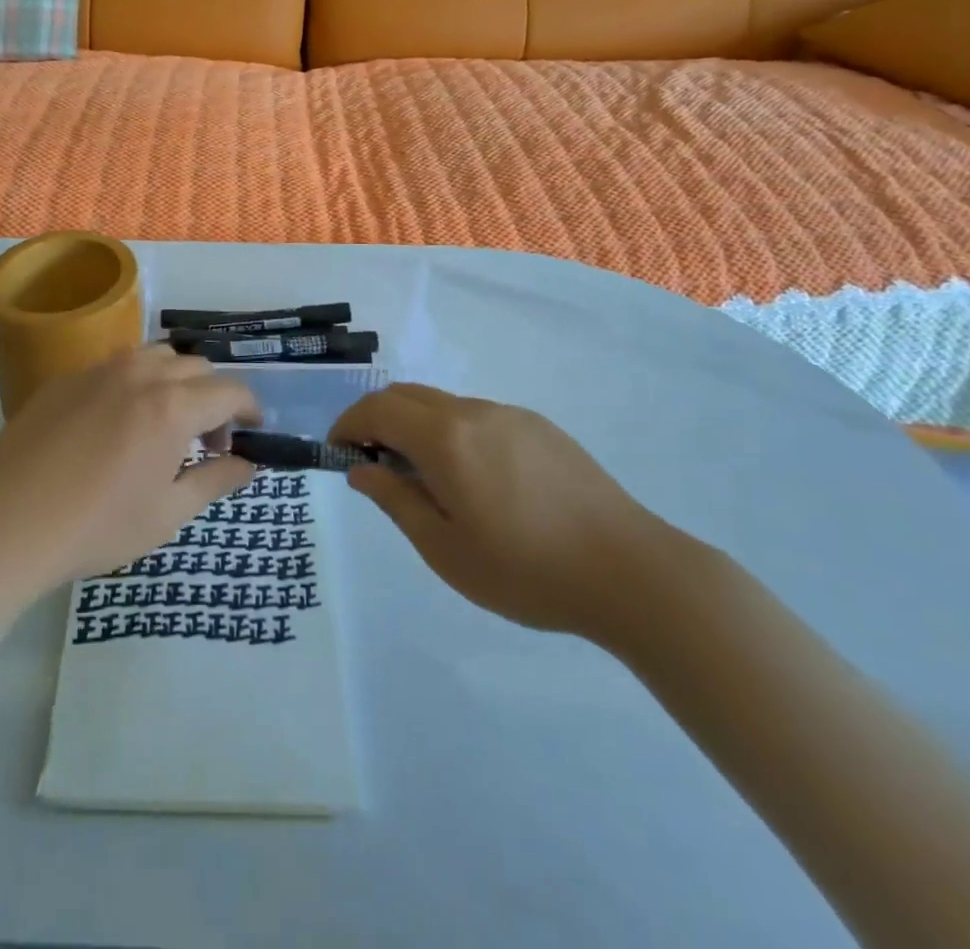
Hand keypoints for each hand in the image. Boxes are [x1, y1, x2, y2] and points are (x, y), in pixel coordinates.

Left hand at [0, 345, 259, 591]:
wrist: (5, 523)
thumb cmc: (95, 527)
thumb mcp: (167, 515)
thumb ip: (215, 482)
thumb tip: (249, 464)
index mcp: (172, 407)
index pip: (229, 392)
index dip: (250, 409)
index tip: (253, 430)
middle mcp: (140, 374)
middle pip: (195, 367)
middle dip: (214, 396)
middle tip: (207, 440)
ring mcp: (98, 370)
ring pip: (155, 355)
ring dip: (175, 380)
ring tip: (165, 421)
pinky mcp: (65, 378)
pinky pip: (115, 365)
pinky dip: (136, 382)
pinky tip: (117, 422)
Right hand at [331, 383, 668, 638]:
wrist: (631, 572)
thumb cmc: (526, 570)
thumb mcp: (444, 548)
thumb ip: (394, 500)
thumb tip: (361, 469)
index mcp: (445, 438)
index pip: (376, 410)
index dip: (347, 425)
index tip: (338, 454)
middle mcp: (473, 411)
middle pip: (406, 396)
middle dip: (376, 420)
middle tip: (373, 464)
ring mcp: (511, 415)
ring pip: (442, 404)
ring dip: (415, 426)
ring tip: (424, 478)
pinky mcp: (541, 427)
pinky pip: (477, 416)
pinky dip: (451, 431)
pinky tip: (474, 479)